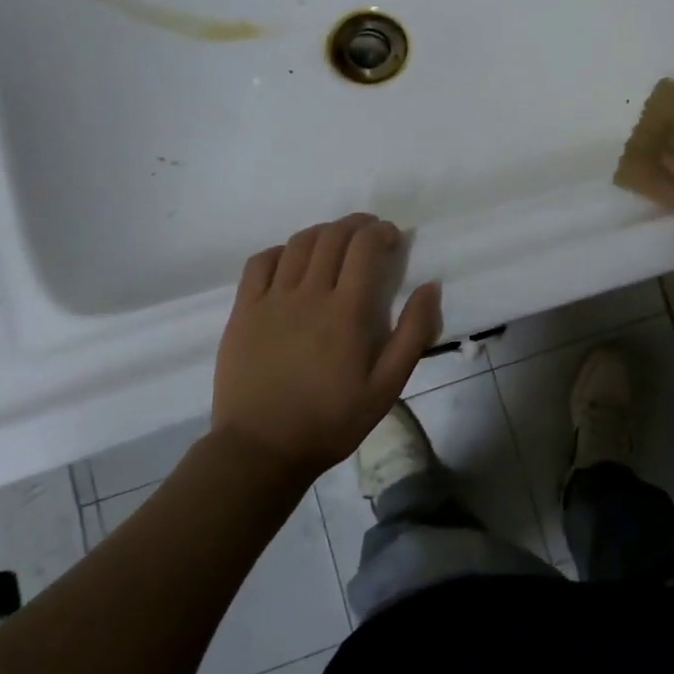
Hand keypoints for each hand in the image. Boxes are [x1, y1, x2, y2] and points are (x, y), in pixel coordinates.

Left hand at [212, 213, 440, 481]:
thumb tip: (431, 287)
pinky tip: (291, 261)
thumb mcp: (388, 385)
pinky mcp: (243, 311)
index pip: (365, 247)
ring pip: (298, 243)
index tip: (393, 238)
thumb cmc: (332, 420)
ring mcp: (271, 300)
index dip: (382, 232)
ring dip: (323, 233)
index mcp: (347, 311)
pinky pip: (260, 262)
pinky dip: (281, 250)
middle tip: (370, 233)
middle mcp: (309, 294)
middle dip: (356, 225)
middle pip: (333, 237)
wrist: (262, 449)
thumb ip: (414, 333)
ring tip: (336, 242)